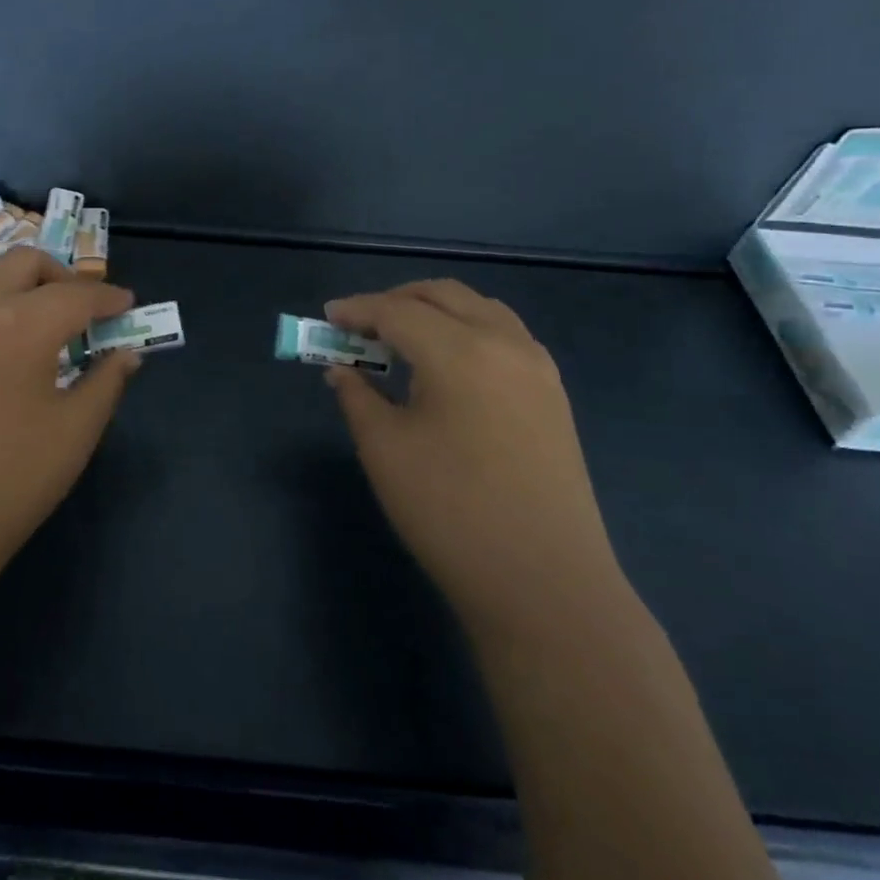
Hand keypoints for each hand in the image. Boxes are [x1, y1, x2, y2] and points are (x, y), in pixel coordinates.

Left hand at [0, 247, 141, 595]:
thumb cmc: (9, 481)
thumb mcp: (75, 432)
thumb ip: (106, 381)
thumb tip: (127, 353)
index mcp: (20, 325)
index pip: (75, 295)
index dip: (108, 298)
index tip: (128, 304)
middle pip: (24, 263)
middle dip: (62, 276)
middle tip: (86, 308)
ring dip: (20, 279)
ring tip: (43, 314)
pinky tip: (4, 334)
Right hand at [324, 281, 622, 632]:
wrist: (544, 584)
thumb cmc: (450, 512)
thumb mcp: (384, 450)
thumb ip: (357, 396)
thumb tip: (342, 369)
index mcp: (460, 351)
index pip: (397, 311)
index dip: (356, 310)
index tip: (326, 317)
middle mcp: (505, 343)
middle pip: (443, 295)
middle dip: (395, 300)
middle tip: (360, 326)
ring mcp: (537, 367)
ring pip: (479, 309)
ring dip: (435, 310)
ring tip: (401, 339)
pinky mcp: (552, 394)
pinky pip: (504, 335)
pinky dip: (466, 330)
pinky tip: (447, 364)